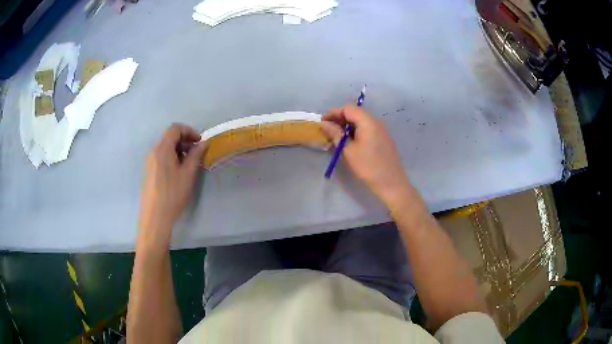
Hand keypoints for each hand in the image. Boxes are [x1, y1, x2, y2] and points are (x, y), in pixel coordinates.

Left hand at [137, 123, 206, 251]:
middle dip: (185, 140)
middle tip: (197, 153)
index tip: (200, 142)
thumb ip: (195, 155)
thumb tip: (203, 143)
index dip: (189, 131)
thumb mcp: (188, 174)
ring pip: (165, 147)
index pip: (175, 128)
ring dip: (179, 150)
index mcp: (162, 148)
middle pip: (169, 137)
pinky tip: (178, 172)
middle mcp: (153, 151)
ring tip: (189, 164)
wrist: (154, 216)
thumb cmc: (172, 194)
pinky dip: (172, 157)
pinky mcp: (149, 171)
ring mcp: (149, 161)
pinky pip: (161, 156)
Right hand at [321, 105, 410, 205]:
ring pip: (360, 121)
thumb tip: (324, 123)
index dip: (333, 113)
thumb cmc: (368, 167)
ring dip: (346, 126)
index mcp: (367, 121)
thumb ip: (336, 134)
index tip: (322, 123)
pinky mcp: (382, 138)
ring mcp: (380, 129)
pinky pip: (366, 128)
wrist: (391, 183)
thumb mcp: (348, 150)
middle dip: (339, 119)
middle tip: (327, 131)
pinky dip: (355, 131)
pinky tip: (348, 142)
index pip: (347, 108)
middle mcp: (375, 121)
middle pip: (354, 112)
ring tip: (335, 138)